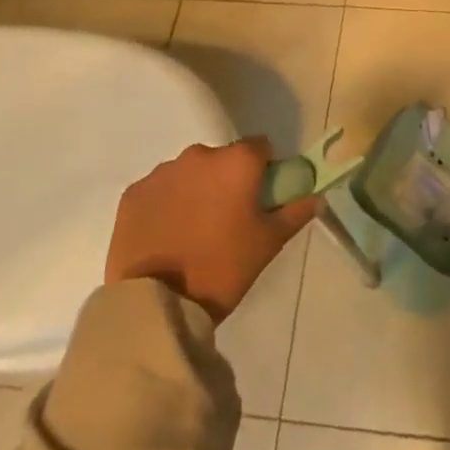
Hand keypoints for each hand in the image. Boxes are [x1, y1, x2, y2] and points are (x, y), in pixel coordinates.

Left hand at [106, 138, 319, 321]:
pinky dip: (165, 204)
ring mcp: (162, 172)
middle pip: (222, 159)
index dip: (264, 169)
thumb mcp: (268, 243)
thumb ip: (295, 212)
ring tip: (193, 231)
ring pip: (189, 173)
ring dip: (196, 190)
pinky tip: (166, 235)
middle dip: (227, 180)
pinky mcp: (133, 193)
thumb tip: (316, 196)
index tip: (261, 196)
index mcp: (237, 162)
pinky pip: (158, 190)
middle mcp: (199, 155)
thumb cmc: (222, 268)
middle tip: (227, 219)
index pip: (260, 147)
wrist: (156, 303)